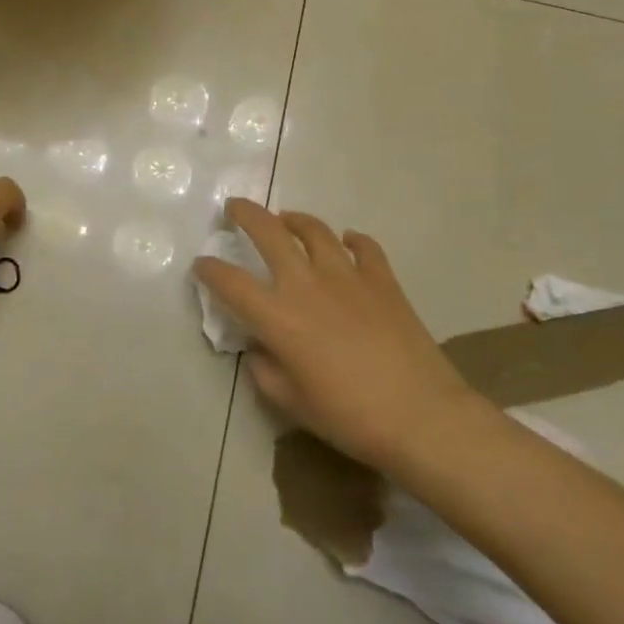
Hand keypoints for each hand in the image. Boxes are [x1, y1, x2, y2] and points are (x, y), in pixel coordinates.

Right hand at [194, 199, 488, 476]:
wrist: (421, 415)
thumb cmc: (350, 417)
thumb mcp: (293, 403)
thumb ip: (266, 371)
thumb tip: (259, 349)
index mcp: (279, 317)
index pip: (231, 282)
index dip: (210, 270)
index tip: (201, 264)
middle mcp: (307, 285)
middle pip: (269, 233)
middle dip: (245, 214)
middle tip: (234, 207)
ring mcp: (347, 276)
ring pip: (315, 230)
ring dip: (295, 219)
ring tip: (286, 219)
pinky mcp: (382, 279)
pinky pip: (364, 247)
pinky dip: (353, 240)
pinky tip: (348, 242)